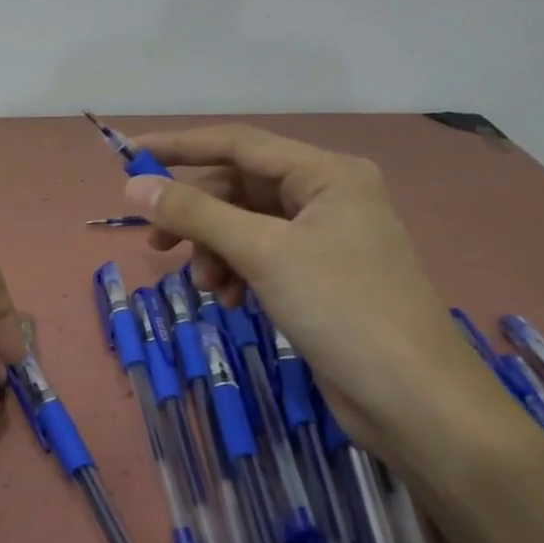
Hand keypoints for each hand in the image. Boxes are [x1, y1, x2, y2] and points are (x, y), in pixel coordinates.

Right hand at [124, 125, 543, 542]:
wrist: (414, 400)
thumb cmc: (342, 309)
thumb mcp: (262, 252)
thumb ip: (195, 214)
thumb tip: (134, 186)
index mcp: (326, 173)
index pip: (238, 143)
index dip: (180, 147)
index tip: (129, 155)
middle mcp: (327, 196)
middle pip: (240, 187)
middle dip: (197, 215)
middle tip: (155, 243)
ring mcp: (325, 238)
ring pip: (246, 225)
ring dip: (215, 250)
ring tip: (205, 286)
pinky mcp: (319, 276)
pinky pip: (261, 256)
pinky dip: (236, 272)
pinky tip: (230, 300)